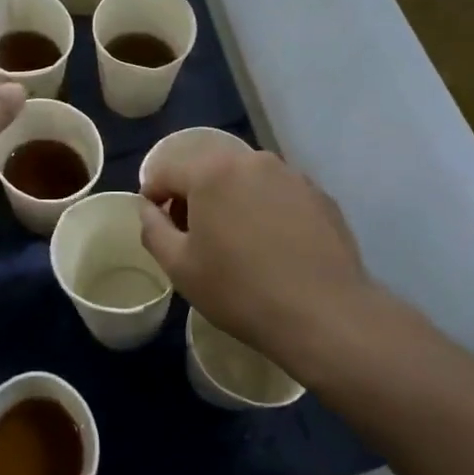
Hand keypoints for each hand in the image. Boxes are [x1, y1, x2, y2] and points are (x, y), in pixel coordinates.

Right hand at [139, 148, 375, 369]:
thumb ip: (153, 229)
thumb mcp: (179, 267)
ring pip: (245, 180)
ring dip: (231, 201)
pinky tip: (273, 246)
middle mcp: (252, 161)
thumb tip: (149, 208)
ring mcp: (291, 175)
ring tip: (236, 242)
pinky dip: (265, 210)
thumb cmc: (240, 291)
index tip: (157, 222)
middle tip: (194, 236)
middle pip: (208, 171)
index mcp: (211, 172)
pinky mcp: (319, 195)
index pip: (167, 171)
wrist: (324, 314)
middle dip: (194, 196)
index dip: (154, 195)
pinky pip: (278, 194)